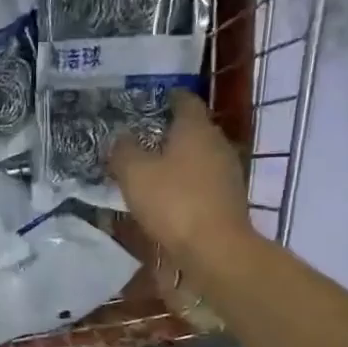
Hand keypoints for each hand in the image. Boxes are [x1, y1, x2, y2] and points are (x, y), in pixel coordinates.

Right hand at [109, 91, 255, 258]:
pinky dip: (184, 182)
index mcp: (196, 128)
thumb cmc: (173, 202)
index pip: (183, 100)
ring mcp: (226, 172)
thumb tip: (120, 137)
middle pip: (191, 129)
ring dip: (175, 160)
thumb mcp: (134, 174)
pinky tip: (166, 195)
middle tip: (138, 138)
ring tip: (148, 169)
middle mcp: (216, 143)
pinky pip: (201, 181)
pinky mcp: (227, 198)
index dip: (165, 97)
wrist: (215, 249)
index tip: (144, 103)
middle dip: (167, 131)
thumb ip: (123, 151)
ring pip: (197, 156)